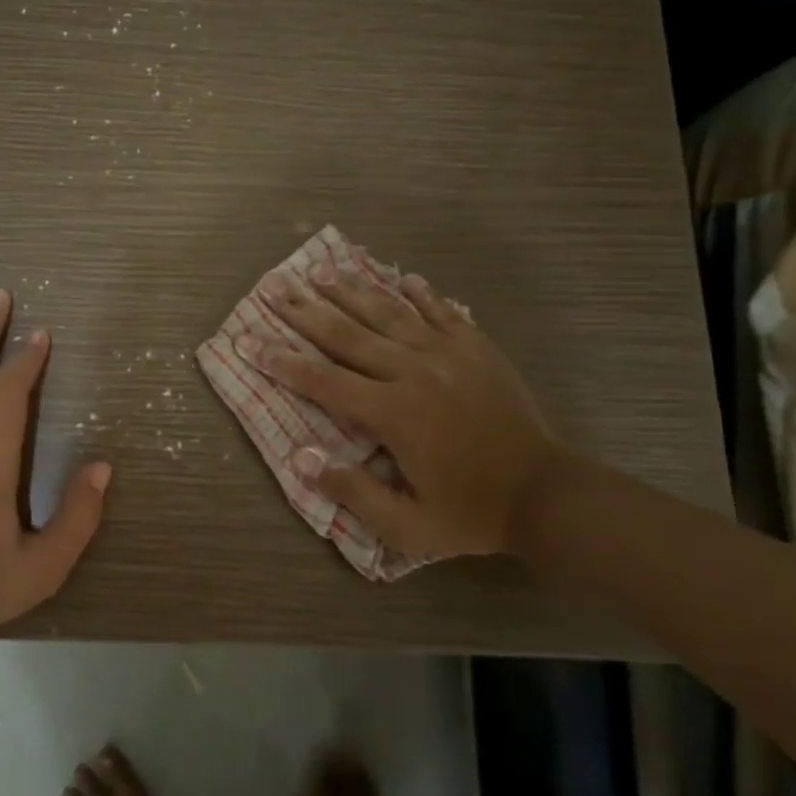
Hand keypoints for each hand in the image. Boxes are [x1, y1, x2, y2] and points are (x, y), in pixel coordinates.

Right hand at [242, 264, 558, 562]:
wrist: (547, 494)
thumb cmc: (471, 513)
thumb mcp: (407, 526)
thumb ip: (353, 491)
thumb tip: (301, 458)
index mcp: (392, 414)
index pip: (322, 380)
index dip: (281, 361)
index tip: (249, 340)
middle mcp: (413, 372)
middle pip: (348, 334)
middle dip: (304, 310)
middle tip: (272, 286)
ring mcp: (448, 354)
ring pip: (389, 312)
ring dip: (351, 290)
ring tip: (320, 270)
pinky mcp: (476, 348)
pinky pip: (442, 311)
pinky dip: (419, 292)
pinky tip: (402, 275)